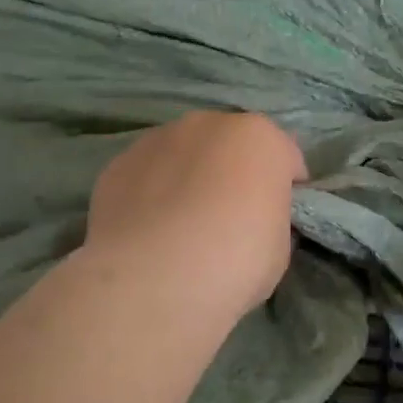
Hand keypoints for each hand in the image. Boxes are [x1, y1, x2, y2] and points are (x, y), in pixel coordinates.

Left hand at [85, 112, 306, 316]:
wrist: (156, 278)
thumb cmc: (237, 259)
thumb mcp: (279, 244)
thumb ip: (269, 215)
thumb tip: (254, 216)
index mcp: (259, 137)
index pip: (284, 157)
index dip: (285, 188)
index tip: (277, 217)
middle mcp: (207, 124)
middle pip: (229, 145)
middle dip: (232, 172)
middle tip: (229, 219)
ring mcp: (157, 139)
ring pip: (183, 154)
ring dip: (189, 177)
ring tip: (182, 227)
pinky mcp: (117, 165)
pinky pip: (147, 175)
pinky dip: (151, 193)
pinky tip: (150, 232)